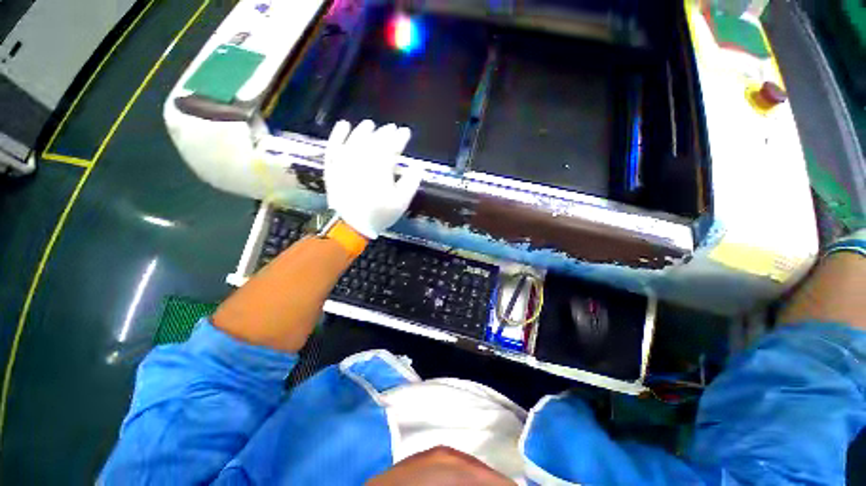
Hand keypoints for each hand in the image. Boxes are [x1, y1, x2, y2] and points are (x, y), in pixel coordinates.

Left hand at [325, 119, 422, 238]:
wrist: (350, 225)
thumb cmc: (379, 214)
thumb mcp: (401, 202)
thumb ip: (411, 182)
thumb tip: (418, 166)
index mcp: (381, 166)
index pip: (392, 145)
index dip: (400, 137)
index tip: (405, 132)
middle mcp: (362, 158)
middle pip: (375, 139)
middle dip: (385, 132)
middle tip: (392, 128)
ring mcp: (345, 161)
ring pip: (355, 138)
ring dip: (364, 130)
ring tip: (370, 125)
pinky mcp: (333, 166)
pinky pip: (334, 145)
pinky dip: (338, 134)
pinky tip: (343, 125)